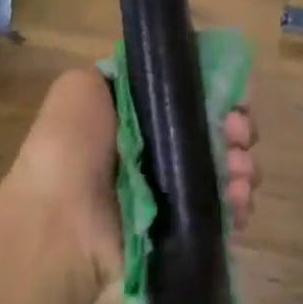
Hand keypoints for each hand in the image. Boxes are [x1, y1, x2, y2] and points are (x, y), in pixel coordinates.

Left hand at [8, 69, 258, 290]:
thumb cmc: (70, 148)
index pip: (192, 98)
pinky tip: (238, 200)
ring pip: (227, 171)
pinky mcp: (183, 228)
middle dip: (238, 130)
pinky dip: (238, 204)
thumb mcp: (80, 88)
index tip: (235, 98)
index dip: (219, 94)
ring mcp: (173, 193)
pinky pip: (223, 212)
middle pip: (216, 133)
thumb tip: (163, 79)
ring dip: (243, 167)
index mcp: (139, 117)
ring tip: (240, 172)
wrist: (59, 223)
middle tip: (239, 135)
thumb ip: (120, 74)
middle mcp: (158, 152)